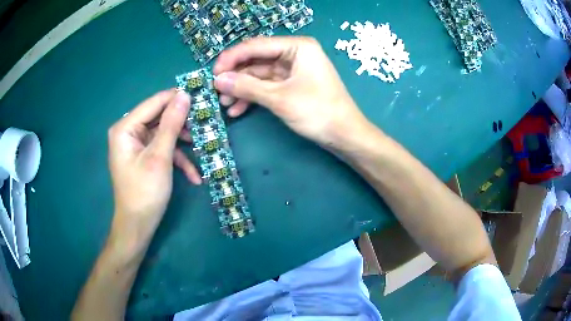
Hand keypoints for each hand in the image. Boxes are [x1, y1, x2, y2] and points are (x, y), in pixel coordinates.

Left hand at [107, 90, 200, 250]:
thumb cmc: (145, 192)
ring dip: (182, 143)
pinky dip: (177, 159)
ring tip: (202, 147)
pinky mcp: (144, 156)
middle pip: (159, 117)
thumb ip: (171, 124)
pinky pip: (162, 149)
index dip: (177, 98)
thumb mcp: (160, 157)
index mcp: (126, 128)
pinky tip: (194, 176)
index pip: (154, 102)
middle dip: (182, 123)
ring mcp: (136, 145)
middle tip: (205, 123)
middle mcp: (129, 132)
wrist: (137, 226)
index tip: (202, 96)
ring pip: (164, 133)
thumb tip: (184, 95)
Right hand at [213, 36, 371, 148]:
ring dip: (242, 88)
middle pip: (257, 60)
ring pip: (260, 74)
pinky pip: (267, 86)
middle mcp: (295, 53)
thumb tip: (217, 80)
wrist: (344, 135)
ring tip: (224, 103)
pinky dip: (253, 96)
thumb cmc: (317, 112)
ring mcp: (293, 69)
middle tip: (215, 90)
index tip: (213, 73)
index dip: (232, 58)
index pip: (256, 46)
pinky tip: (237, 109)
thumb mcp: (279, 98)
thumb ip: (246, 87)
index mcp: (297, 46)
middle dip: (236, 76)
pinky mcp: (292, 84)